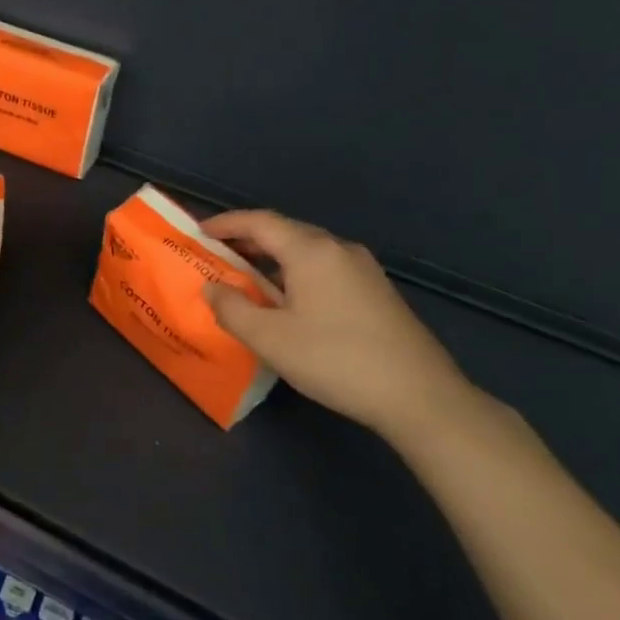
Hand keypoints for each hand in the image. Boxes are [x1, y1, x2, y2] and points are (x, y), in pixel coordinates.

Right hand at [200, 209, 475, 438]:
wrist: (420, 397)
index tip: (198, 232)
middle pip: (285, 231)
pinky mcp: (377, 292)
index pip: (259, 222)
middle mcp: (339, 249)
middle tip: (217, 255)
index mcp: (311, 251)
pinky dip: (295, 272)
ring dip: (272, 258)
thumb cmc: (335, 360)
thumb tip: (212, 288)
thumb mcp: (269, 338)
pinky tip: (288, 300)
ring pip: (306, 251)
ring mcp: (363, 270)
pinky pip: (324, 268)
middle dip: (247, 239)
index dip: (225, 223)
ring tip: (246, 278)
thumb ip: (231, 308)